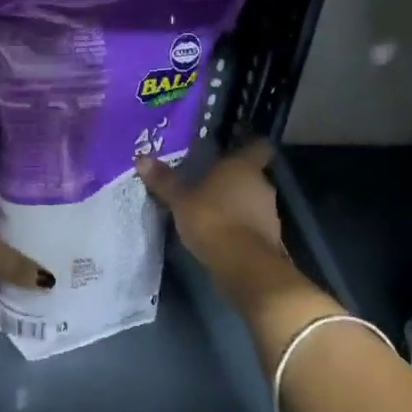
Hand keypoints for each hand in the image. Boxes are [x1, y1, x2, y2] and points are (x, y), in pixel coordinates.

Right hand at [137, 143, 295, 308]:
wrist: (244, 266)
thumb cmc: (213, 219)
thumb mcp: (180, 199)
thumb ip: (164, 180)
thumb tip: (141, 158)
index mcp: (244, 167)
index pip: (258, 146)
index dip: (248, 144)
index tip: (234, 145)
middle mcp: (262, 184)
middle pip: (251, 175)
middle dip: (233, 178)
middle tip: (208, 180)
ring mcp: (269, 213)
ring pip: (252, 200)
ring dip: (236, 203)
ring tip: (210, 208)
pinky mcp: (269, 238)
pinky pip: (252, 224)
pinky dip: (239, 226)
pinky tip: (219, 232)